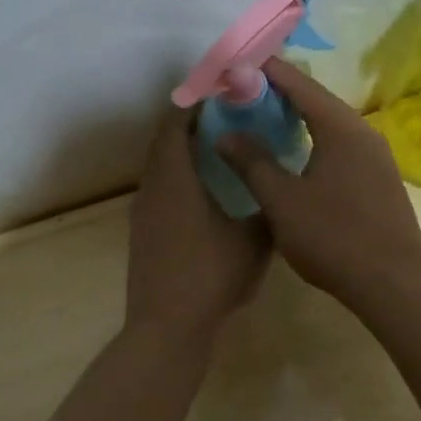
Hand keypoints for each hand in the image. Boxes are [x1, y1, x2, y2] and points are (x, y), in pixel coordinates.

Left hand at [125, 108, 271, 341]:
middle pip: (164, 142)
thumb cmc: (211, 275)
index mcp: (174, 178)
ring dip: (183, 153)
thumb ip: (267, 206)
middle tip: (226, 117)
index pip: (175, 124)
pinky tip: (205, 193)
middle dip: (190, 125)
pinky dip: (178, 178)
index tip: (219, 94)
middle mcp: (152, 187)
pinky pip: (159, 190)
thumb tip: (278, 186)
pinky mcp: (143, 233)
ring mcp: (143, 212)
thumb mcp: (253, 239)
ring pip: (160, 168)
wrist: (167, 327)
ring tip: (219, 150)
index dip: (193, 104)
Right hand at [216, 57, 420, 304]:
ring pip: (330, 122)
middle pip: (316, 98)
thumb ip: (252, 163)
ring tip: (262, 118)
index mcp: (339, 127)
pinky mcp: (379, 177)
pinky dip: (314, 137)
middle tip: (241, 92)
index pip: (298, 83)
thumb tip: (225, 134)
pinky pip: (341, 143)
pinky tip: (296, 153)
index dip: (266, 71)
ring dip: (297, 116)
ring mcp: (376, 155)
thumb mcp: (281, 200)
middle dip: (279, 92)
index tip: (235, 65)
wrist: (392, 281)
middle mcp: (362, 131)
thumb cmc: (333, 236)